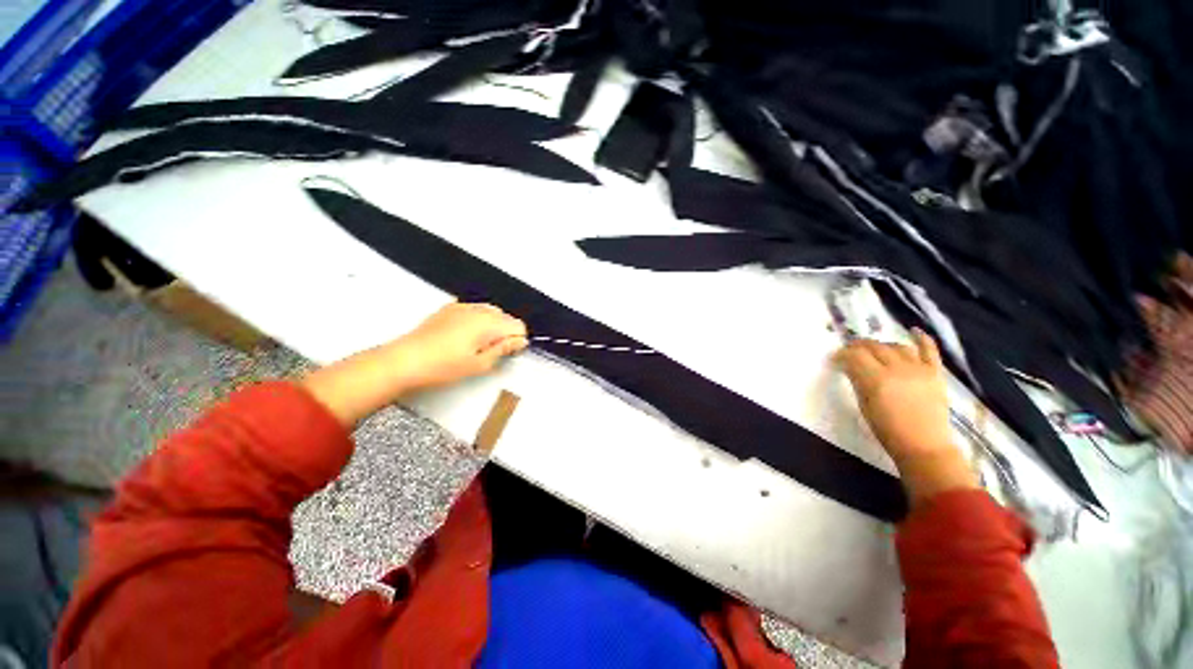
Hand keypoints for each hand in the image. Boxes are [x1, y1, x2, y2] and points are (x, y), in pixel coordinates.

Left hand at [390, 302, 528, 390]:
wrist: (405, 361)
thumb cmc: (440, 365)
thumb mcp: (480, 364)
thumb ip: (504, 349)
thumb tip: (519, 342)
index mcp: (488, 323)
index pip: (518, 326)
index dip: (517, 341)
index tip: (509, 352)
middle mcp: (477, 310)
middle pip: (506, 317)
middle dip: (505, 332)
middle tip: (491, 353)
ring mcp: (462, 307)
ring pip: (491, 312)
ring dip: (492, 326)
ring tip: (476, 346)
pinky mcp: (450, 308)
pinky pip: (474, 310)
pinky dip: (477, 320)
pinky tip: (464, 337)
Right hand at [834, 330, 977, 504]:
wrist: (924, 445)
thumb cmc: (887, 430)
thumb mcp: (864, 405)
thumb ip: (858, 381)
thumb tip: (849, 366)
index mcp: (876, 379)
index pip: (854, 356)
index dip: (842, 354)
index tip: (835, 358)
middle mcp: (897, 369)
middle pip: (874, 347)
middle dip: (858, 346)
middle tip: (850, 351)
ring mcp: (919, 369)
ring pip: (896, 346)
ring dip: (882, 345)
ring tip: (874, 350)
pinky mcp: (935, 373)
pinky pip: (929, 350)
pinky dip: (922, 338)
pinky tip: (914, 330)